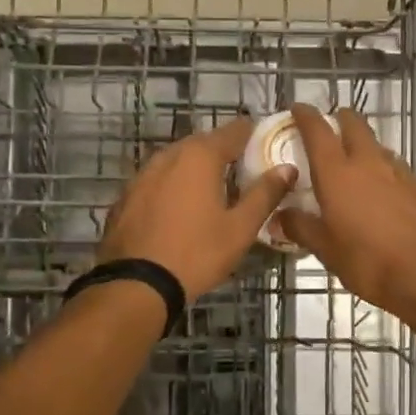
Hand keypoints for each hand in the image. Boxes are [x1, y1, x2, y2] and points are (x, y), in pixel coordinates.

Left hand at [97, 118, 296, 298]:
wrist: (136, 284)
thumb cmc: (197, 253)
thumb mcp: (240, 228)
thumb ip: (265, 194)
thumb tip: (287, 168)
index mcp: (200, 156)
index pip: (235, 130)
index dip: (254, 136)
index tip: (268, 149)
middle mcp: (169, 155)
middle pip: (205, 143)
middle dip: (226, 155)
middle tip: (245, 177)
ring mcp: (143, 174)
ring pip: (178, 161)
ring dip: (198, 171)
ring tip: (215, 195)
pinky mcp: (127, 195)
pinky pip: (158, 181)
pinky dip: (174, 187)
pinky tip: (181, 211)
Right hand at [276, 104, 415, 320]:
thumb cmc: (369, 261)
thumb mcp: (326, 250)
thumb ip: (301, 228)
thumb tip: (279, 217)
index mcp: (337, 173)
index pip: (317, 131)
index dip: (305, 116)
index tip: (297, 108)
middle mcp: (368, 163)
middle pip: (354, 125)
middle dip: (339, 119)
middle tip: (327, 128)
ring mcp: (398, 172)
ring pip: (376, 144)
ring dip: (361, 144)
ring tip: (350, 160)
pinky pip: (393, 165)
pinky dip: (380, 166)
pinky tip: (377, 187)